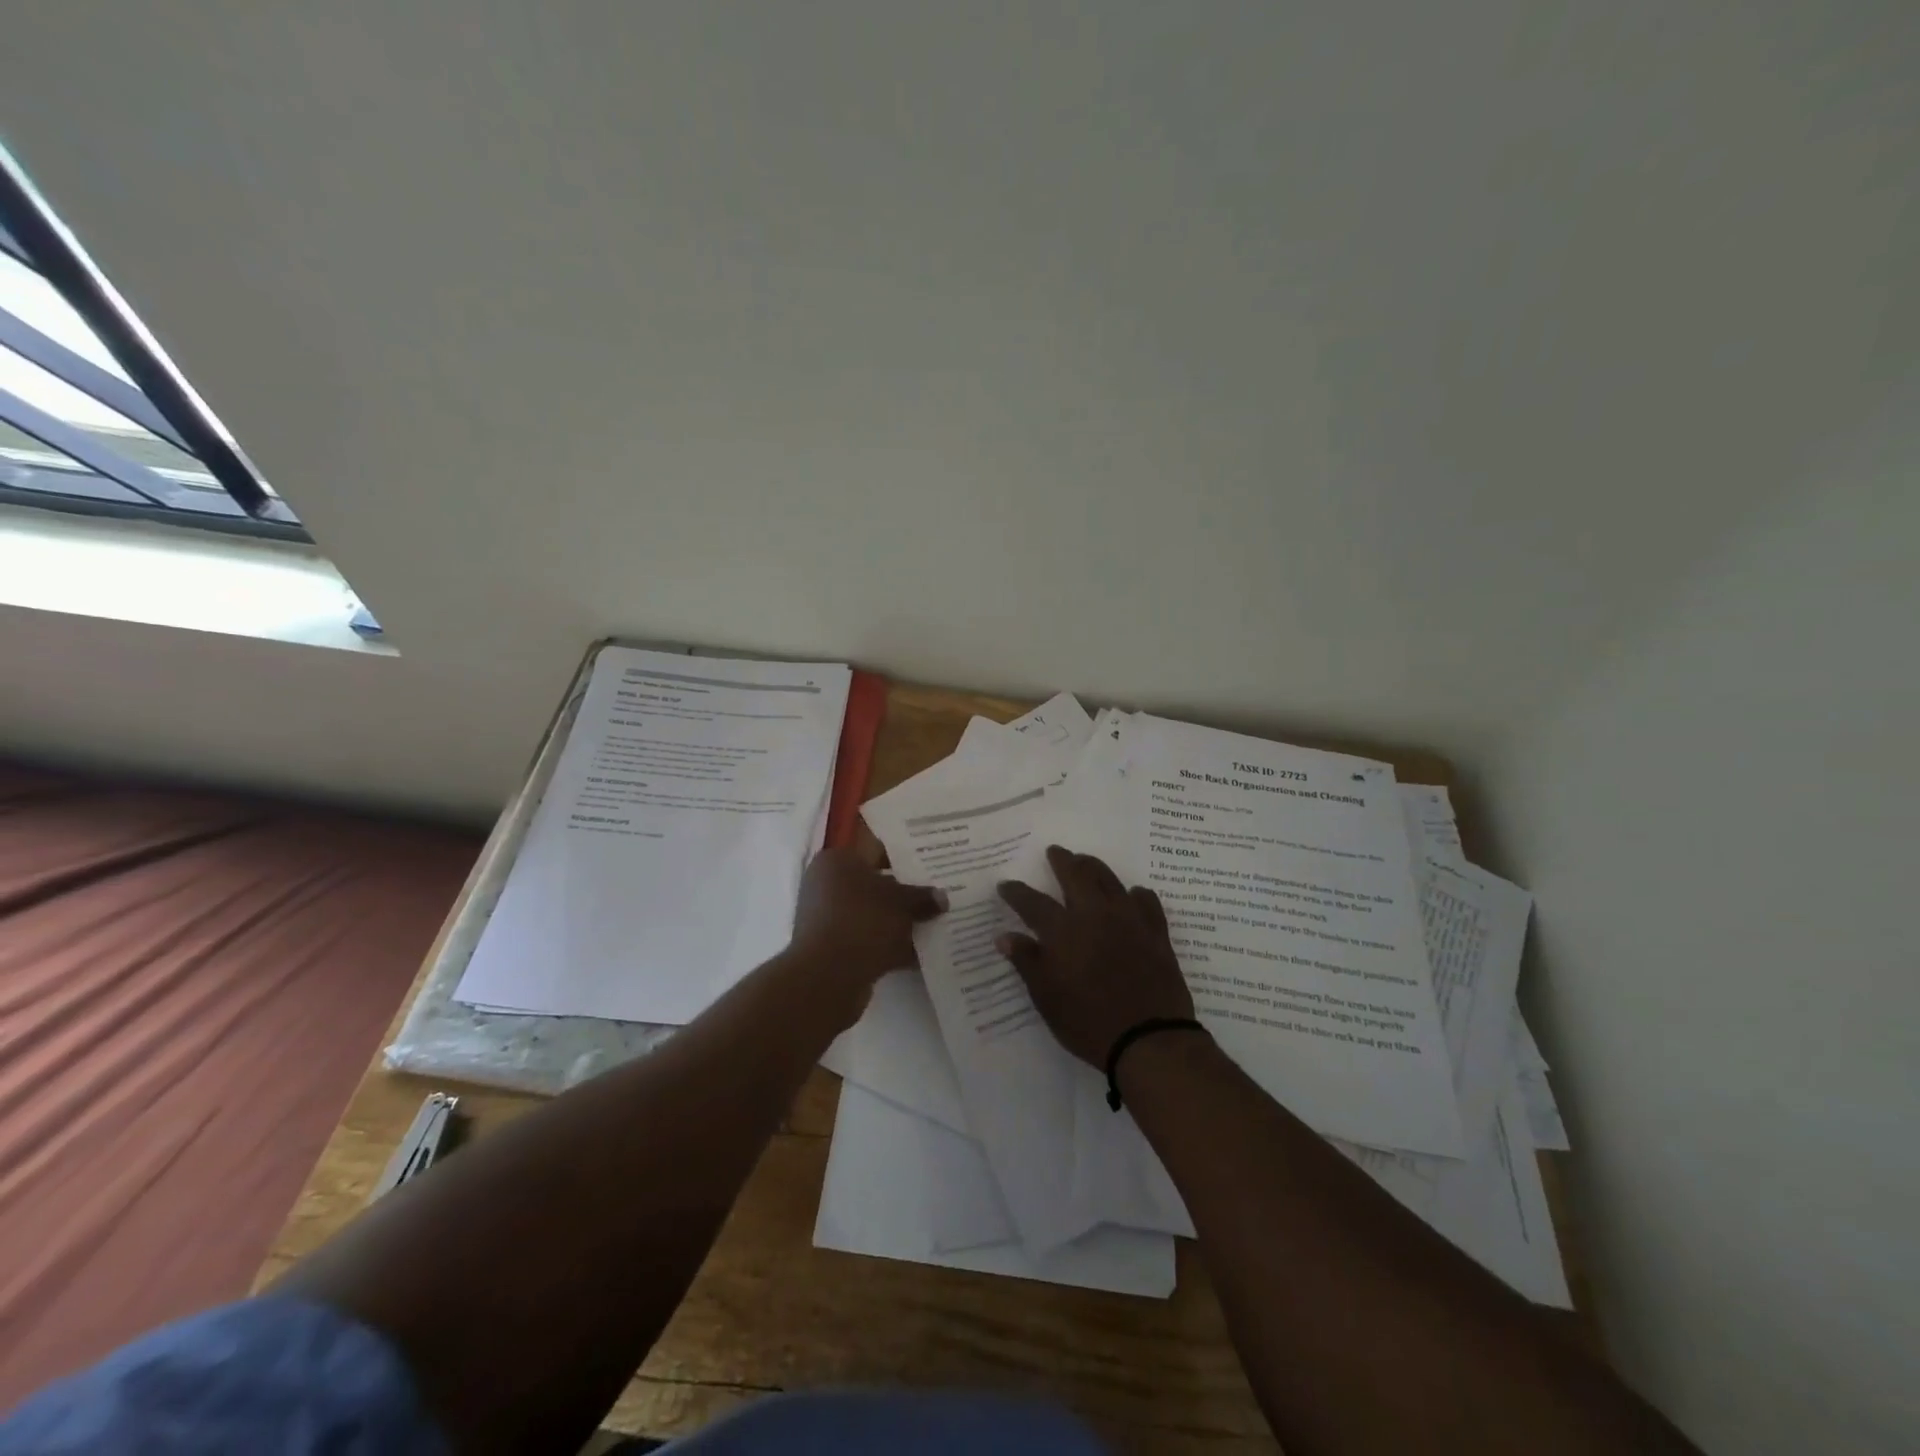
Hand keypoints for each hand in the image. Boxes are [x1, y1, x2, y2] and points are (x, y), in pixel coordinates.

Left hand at [789, 848, 946, 1003]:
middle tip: (939, 894)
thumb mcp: (901, 903)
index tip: (931, 863)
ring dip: (900, 922)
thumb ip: (922, 897)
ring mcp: (829, 919)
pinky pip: (869, 940)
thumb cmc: (862, 921)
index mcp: (837, 862)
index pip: (876, 850)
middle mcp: (827, 885)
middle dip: (906, 893)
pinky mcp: (834, 950)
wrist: (828, 977)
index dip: (906, 856)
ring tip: (936, 924)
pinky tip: (921, 953)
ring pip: (874, 915)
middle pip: (875, 884)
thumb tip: (942, 898)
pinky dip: (891, 945)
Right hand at [996, 846, 1194, 1067]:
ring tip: (1086, 862)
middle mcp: (1094, 914)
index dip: (1016, 892)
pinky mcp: (1156, 932)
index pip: (1032, 902)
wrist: (1149, 1038)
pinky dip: (1135, 894)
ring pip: (1109, 880)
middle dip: (1062, 860)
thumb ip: (1027, 961)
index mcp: (1063, 930)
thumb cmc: (1088, 1022)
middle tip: (1055, 851)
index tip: (1006, 885)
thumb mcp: (1046, 998)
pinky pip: (1146, 901)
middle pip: (1076, 875)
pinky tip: (1132, 895)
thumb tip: (1004, 935)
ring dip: (1094, 867)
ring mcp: (1128, 919)